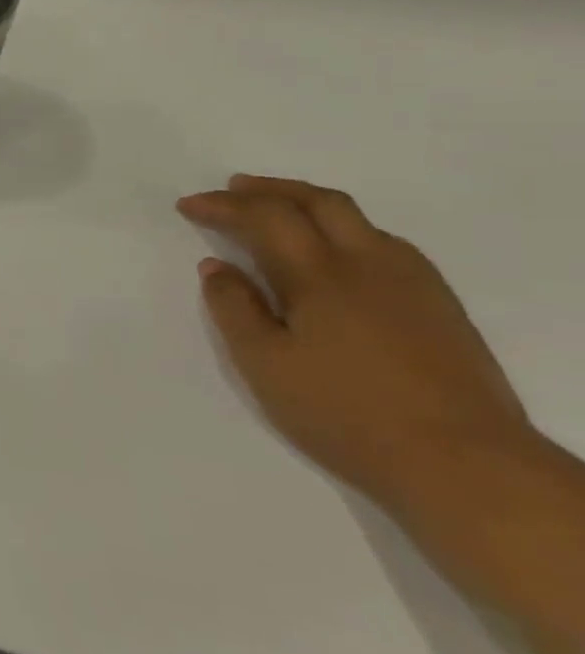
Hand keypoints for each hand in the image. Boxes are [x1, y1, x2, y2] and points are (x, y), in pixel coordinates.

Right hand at [177, 175, 538, 511]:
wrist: (465, 464)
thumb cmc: (344, 412)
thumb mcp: (264, 363)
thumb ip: (234, 308)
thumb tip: (217, 266)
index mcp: (320, 275)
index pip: (265, 217)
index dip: (223, 205)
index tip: (187, 206)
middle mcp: (370, 265)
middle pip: (319, 202)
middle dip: (270, 189)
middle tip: (231, 189)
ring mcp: (413, 284)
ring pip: (358, 220)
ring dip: (309, 203)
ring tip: (277, 212)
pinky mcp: (439, 306)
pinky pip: (385, 243)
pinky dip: (344, 229)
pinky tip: (332, 253)